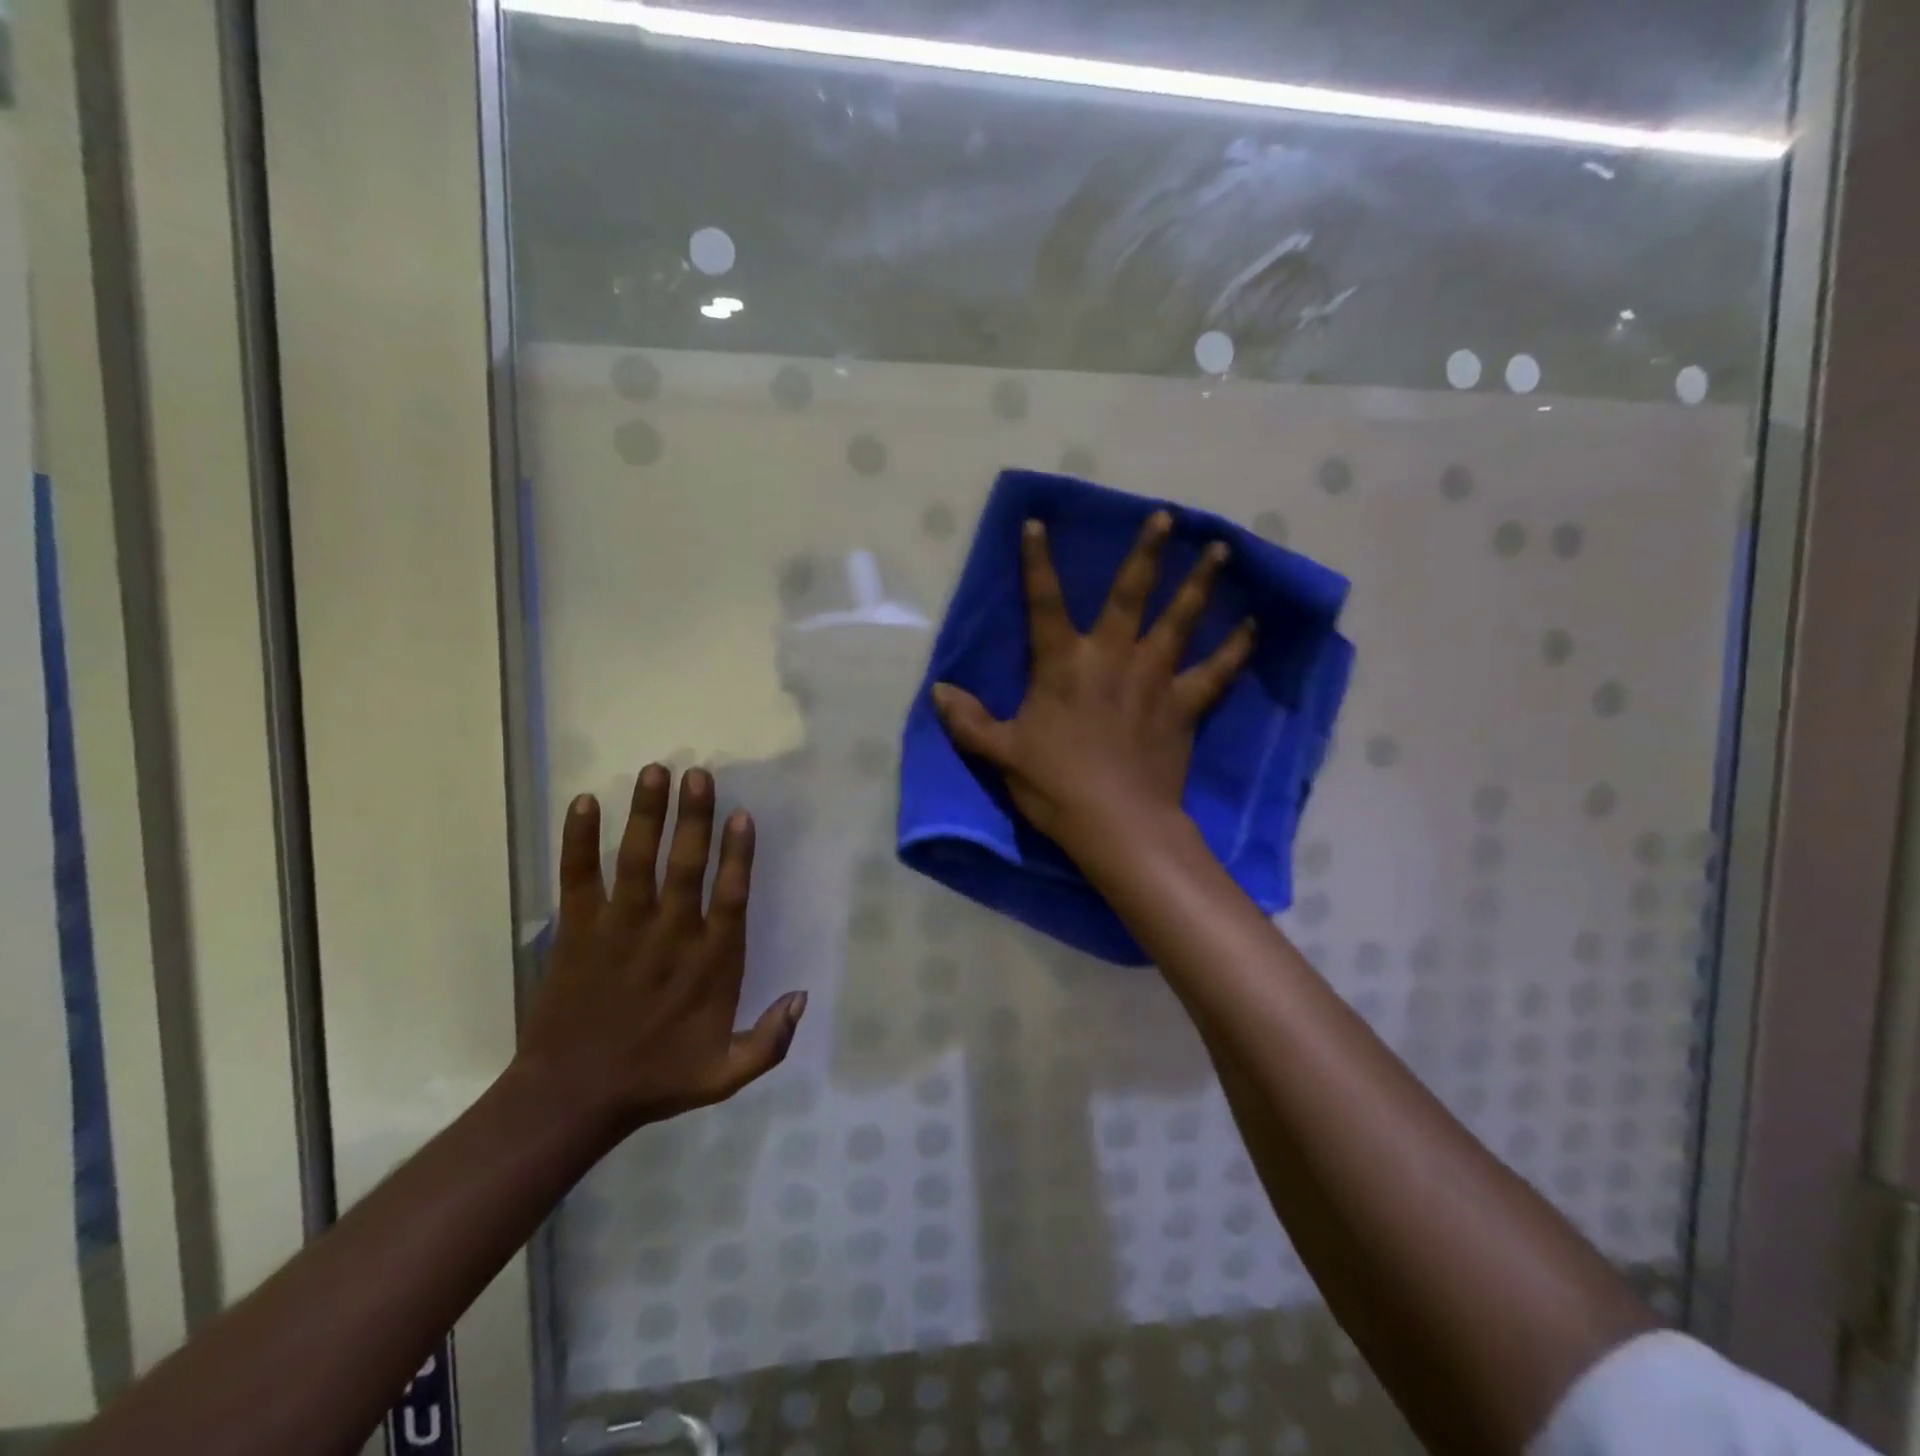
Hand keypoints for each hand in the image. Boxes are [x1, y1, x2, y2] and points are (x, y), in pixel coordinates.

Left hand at [515, 766, 804, 1134]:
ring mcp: (620, 930)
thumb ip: (771, 1040)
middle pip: (686, 865)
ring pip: (636, 860)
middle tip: (698, 774)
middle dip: (694, 817)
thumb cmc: (655, 1080)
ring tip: (655, 771)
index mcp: (710, 963)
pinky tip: (583, 802)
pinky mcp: (577, 932)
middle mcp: (669, 935)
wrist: (572, 1098)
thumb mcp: (725, 1075)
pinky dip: (579, 841)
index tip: (742, 814)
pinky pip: (578, 878)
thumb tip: (803, 995)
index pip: (730, 896)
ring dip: (646, 814)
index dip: (739, 853)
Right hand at [932, 511, 1254, 854]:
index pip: (1042, 602)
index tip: (1037, 523)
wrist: (1117, 823)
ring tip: (1221, 551)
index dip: (1036, 562)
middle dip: (1146, 553)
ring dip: (1199, 584)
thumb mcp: (1000, 754)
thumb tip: (937, 691)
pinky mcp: (1183, 706)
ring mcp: (1152, 678)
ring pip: (1180, 620)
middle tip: (1167, 517)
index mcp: (1062, 664)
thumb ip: (969, 721)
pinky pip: (1215, 671)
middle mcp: (1110, 657)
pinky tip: (1253, 626)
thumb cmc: (1055, 785)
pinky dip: (1235, 649)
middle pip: (1129, 595)